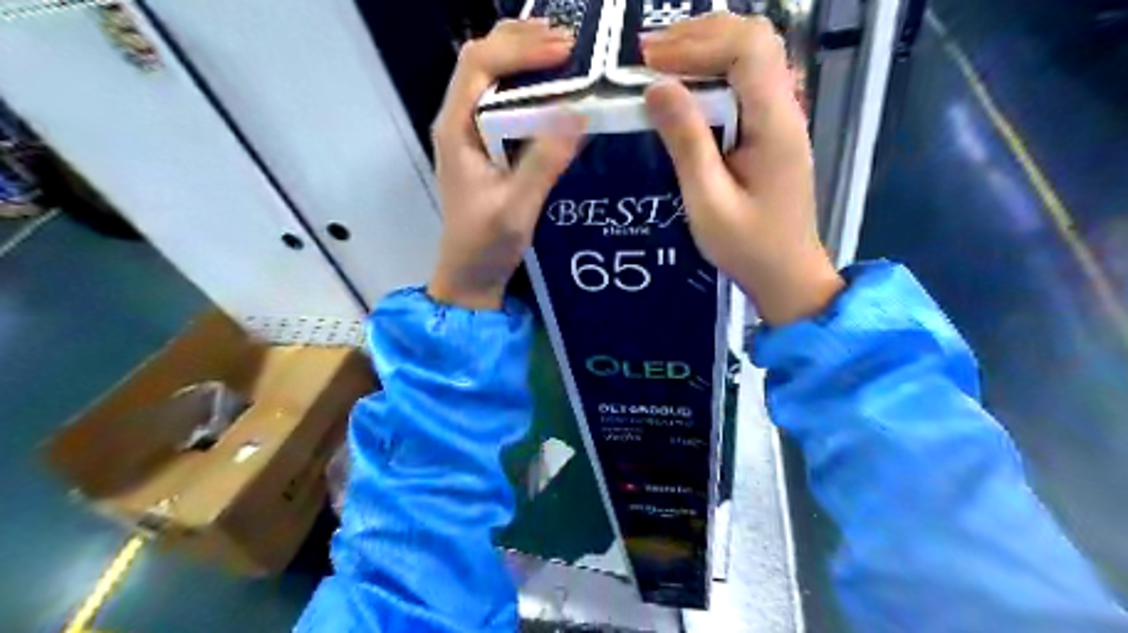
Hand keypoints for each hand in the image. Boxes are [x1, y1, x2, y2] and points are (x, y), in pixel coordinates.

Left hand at [423, 20, 581, 310]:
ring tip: (566, 53)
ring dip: (526, 57)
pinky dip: (529, 83)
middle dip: (523, 41)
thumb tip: (577, 114)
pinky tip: (555, 88)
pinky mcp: (485, 146)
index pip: (479, 65)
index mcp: (456, 130)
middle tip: (570, 42)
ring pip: (492, 76)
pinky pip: (504, 99)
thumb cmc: (486, 245)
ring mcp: (470, 133)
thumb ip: (542, 163)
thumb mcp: (516, 208)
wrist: (470, 274)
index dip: (520, 48)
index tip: (565, 50)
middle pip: (482, 59)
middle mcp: (458, 122)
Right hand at [639, 14, 841, 326]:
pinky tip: (686, 86)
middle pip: (754, 38)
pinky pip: (747, 82)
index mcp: (774, 124)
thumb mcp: (707, 201)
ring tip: (661, 63)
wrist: (787, 275)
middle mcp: (786, 109)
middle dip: (699, 36)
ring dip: (707, 49)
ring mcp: (782, 118)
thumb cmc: (747, 247)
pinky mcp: (772, 131)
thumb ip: (686, 142)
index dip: (697, 43)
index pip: (747, 48)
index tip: (650, 61)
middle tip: (649, 54)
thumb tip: (656, 87)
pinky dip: (714, 72)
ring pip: (752, 55)